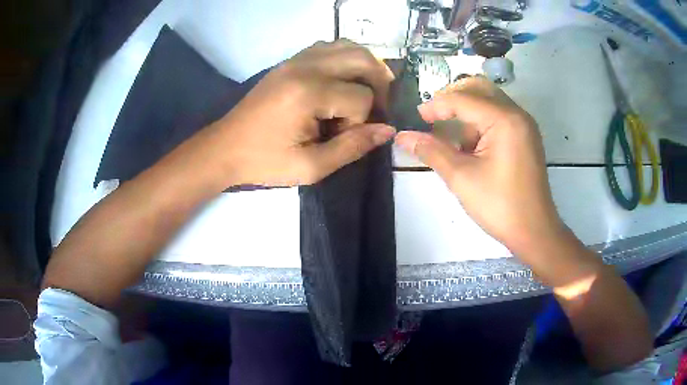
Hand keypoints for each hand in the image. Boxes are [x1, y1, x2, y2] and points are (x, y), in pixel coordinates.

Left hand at [210, 39, 395, 186]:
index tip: (343, 136)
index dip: (362, 121)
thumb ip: (352, 147)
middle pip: (363, 60)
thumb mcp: (310, 167)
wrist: (224, 147)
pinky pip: (329, 46)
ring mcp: (296, 59)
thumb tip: (388, 129)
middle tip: (374, 108)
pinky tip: (342, 80)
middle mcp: (305, 67)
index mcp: (308, 93)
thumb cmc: (264, 161)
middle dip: (378, 85)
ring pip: (349, 46)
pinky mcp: (290, 60)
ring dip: (365, 67)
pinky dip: (345, 58)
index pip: (361, 97)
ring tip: (363, 91)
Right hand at [395, 76, 563, 258]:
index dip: (436, 105)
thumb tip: (402, 137)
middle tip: (433, 116)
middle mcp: (517, 114)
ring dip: (466, 110)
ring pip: (489, 101)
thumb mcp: (461, 178)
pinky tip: (468, 144)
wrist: (534, 231)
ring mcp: (524, 125)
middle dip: (453, 98)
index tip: (416, 117)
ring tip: (449, 133)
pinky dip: (480, 122)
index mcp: (504, 120)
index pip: (463, 99)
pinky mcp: (525, 137)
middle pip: (479, 88)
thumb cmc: (499, 206)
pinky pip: (498, 116)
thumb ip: (431, 151)